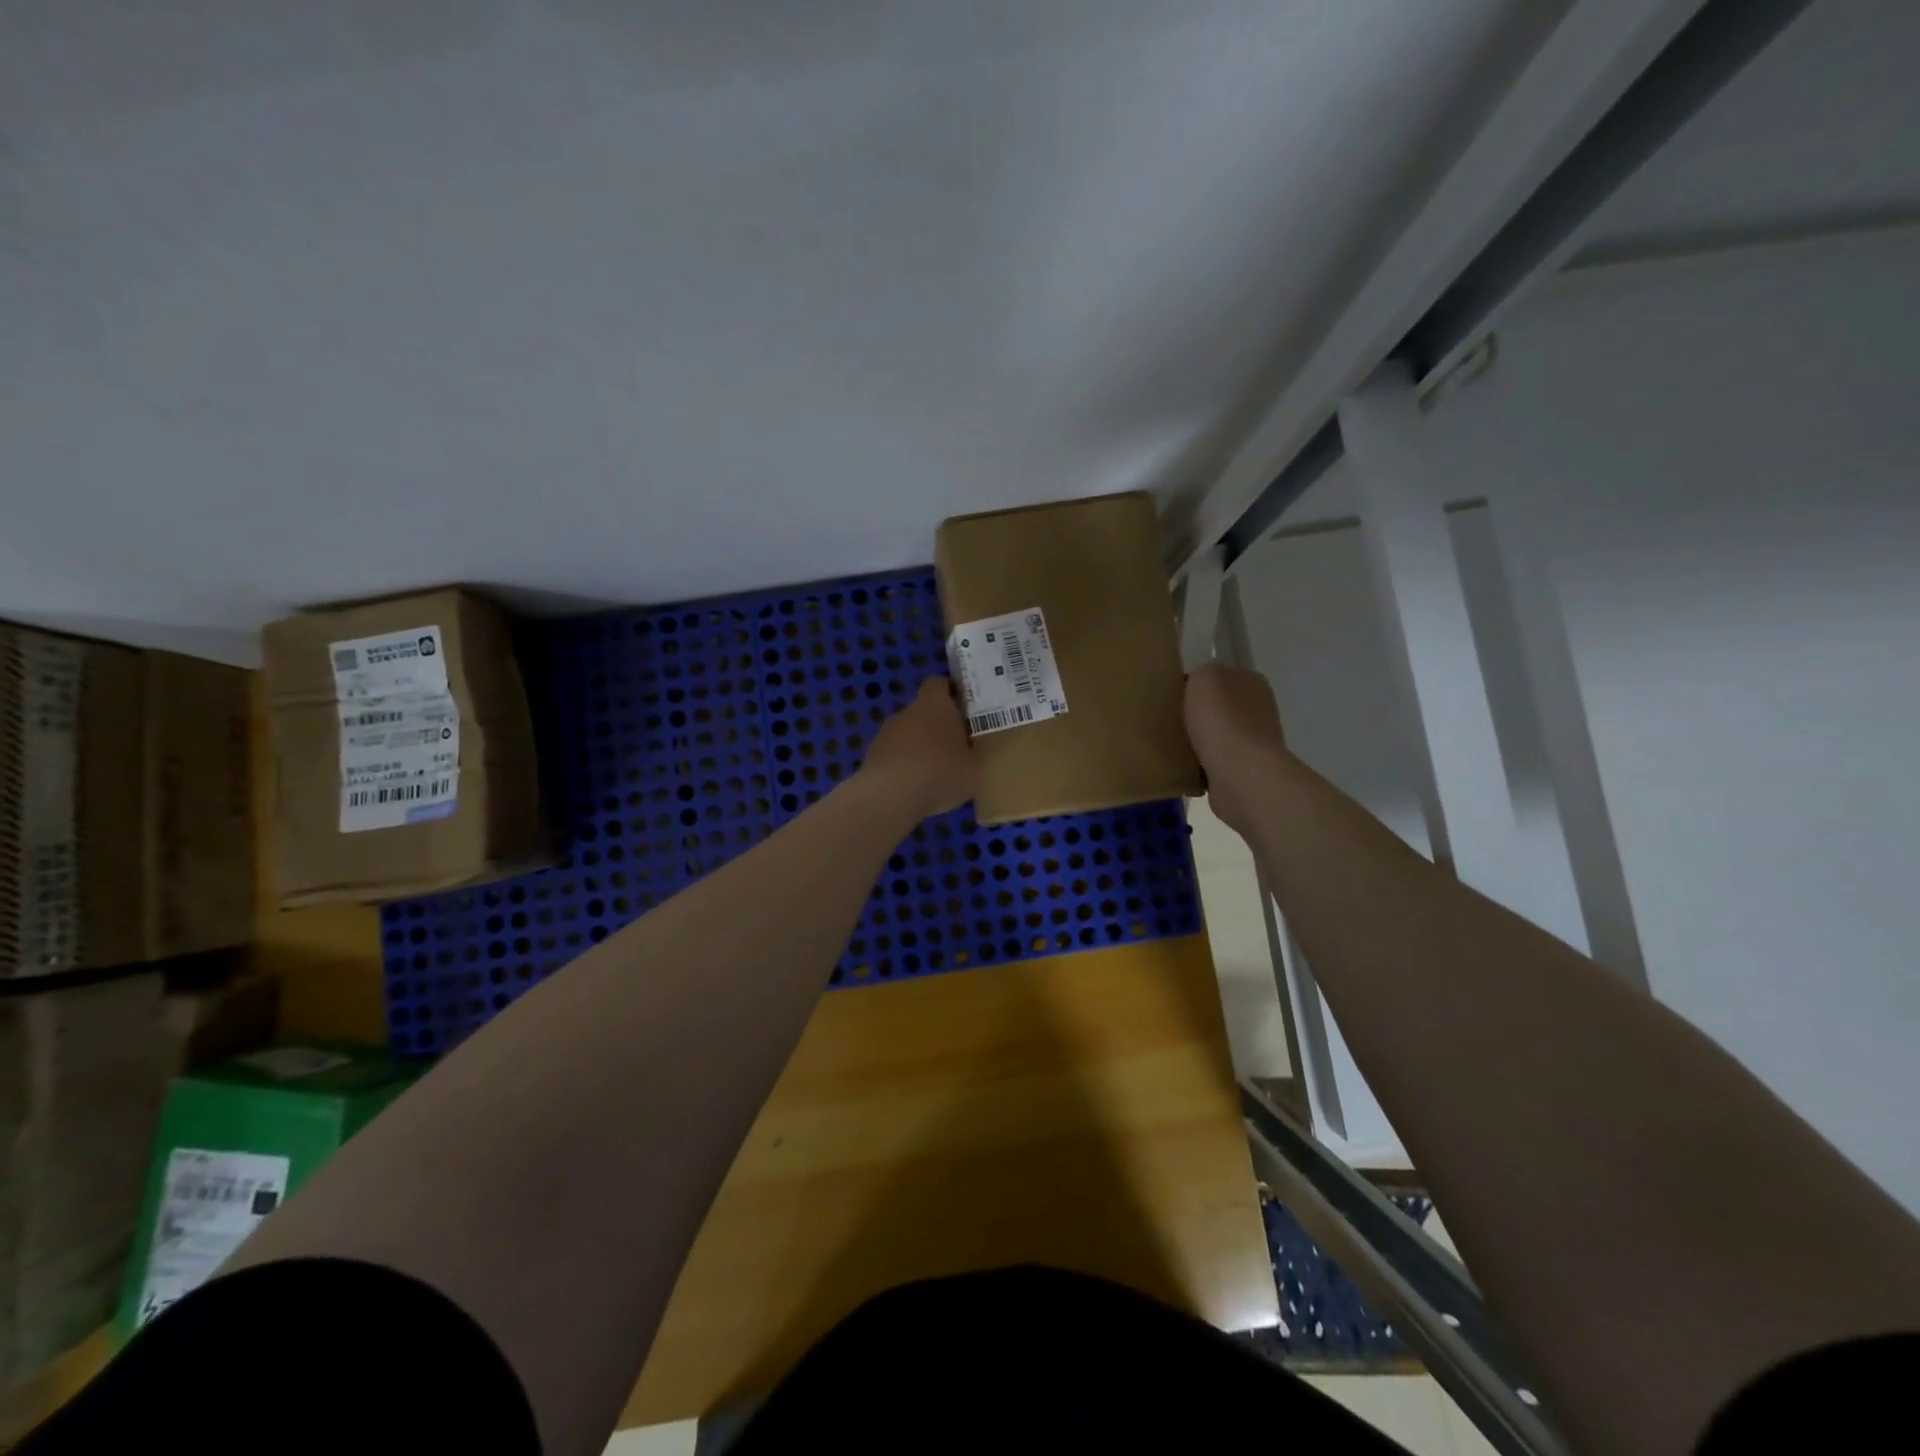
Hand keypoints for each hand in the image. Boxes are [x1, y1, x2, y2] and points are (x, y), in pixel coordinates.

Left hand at [858, 678, 979, 817]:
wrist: (890, 797)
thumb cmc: (940, 773)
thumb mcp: (974, 768)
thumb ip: (974, 755)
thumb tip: (971, 753)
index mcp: (934, 704)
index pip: (939, 684)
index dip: (951, 693)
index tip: (964, 709)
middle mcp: (907, 712)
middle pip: (924, 711)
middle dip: (937, 727)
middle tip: (956, 749)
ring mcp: (885, 734)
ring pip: (908, 735)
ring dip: (919, 749)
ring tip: (936, 775)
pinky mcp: (872, 757)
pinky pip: (894, 757)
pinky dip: (904, 768)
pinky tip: (915, 790)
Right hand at [1185, 664, 1286, 834]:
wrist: (1240, 774)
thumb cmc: (1222, 720)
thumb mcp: (1204, 678)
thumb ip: (1201, 674)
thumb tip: (1197, 686)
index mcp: (1252, 682)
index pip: (1218, 677)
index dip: (1194, 685)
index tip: (1172, 697)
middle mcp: (1258, 710)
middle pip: (1217, 708)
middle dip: (1195, 715)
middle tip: (1168, 722)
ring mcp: (1254, 742)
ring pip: (1215, 736)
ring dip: (1197, 741)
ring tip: (1171, 746)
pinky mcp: (1244, 771)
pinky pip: (1214, 762)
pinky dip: (1200, 765)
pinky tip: (1184, 767)